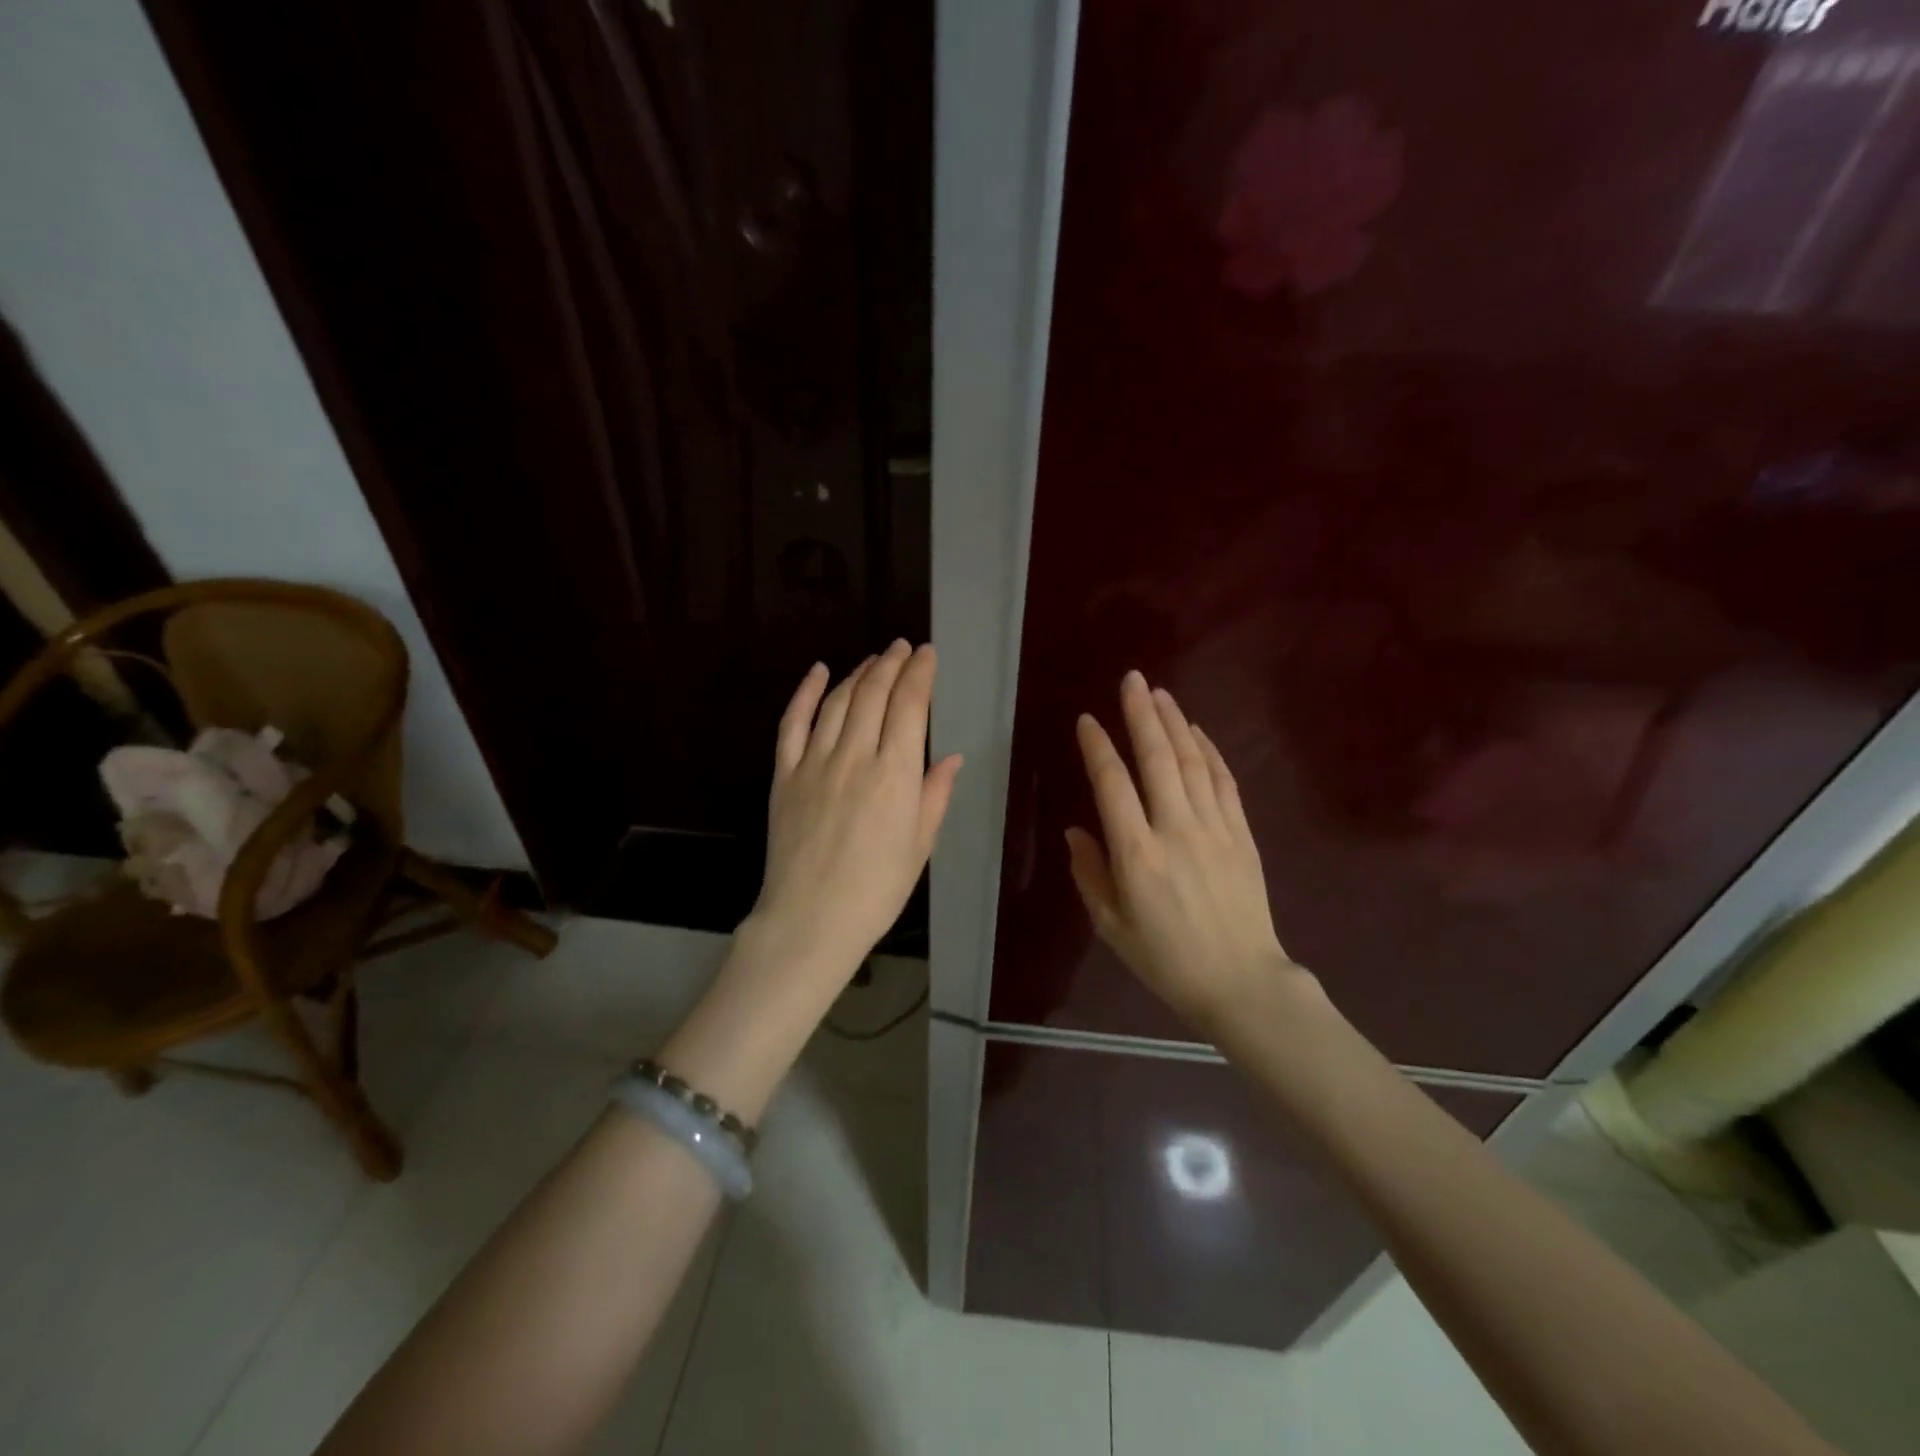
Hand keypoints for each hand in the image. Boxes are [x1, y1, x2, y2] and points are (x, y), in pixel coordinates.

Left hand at [750, 641, 962, 983]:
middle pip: (873, 694)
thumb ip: (935, 795)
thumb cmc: (877, 889)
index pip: (909, 706)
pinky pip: (793, 722)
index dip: (919, 674)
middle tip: (902, 647)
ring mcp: (815, 762)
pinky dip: (805, 692)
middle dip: (891, 664)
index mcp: (895, 775)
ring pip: (837, 701)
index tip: (927, 654)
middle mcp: (855, 757)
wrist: (811, 920)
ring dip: (858, 674)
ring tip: (873, 660)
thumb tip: (951, 758)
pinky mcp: (785, 774)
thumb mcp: (920, 845)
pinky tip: (818, 671)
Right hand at [1067, 671, 1309, 1030]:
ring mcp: (1215, 829)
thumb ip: (1089, 874)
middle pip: (1157, 759)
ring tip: (1160, 693)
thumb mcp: (1111, 925)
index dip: (1098, 748)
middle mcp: (1176, 830)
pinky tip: (1197, 732)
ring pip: (1193, 762)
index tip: (1087, 720)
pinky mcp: (1243, 835)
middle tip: (1132, 679)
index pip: (1113, 785)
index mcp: (1137, 855)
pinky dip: (1210, 752)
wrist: (1241, 982)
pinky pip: (1225, 782)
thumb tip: (1076, 831)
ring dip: (1175, 723)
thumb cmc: (1166, 959)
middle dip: (1141, 715)